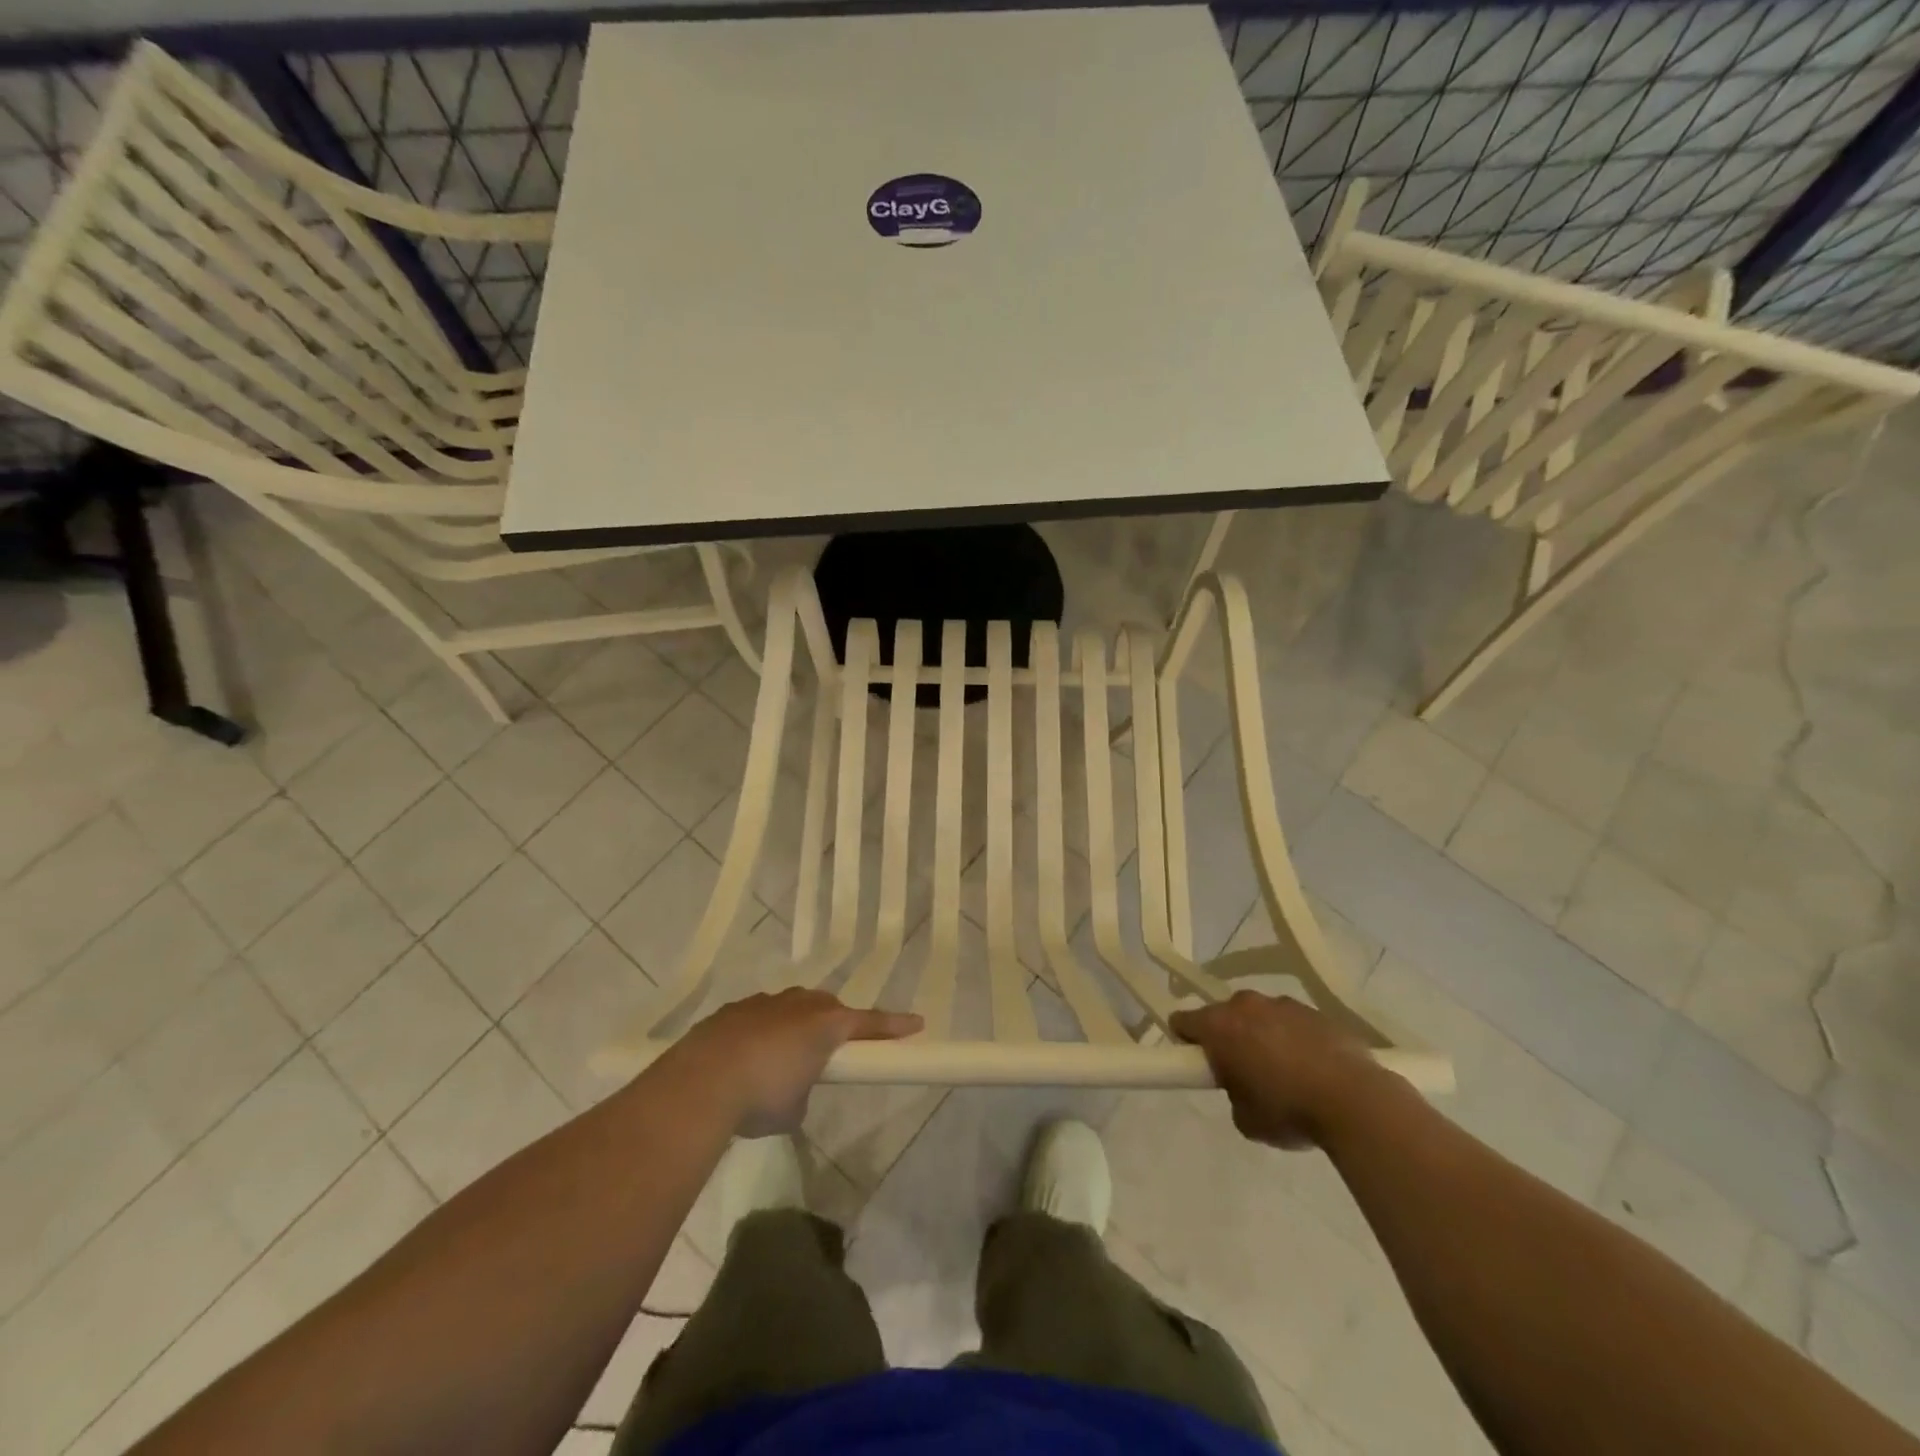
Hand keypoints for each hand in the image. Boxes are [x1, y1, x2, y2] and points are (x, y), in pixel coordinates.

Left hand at [673, 989, 921, 1136]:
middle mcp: (799, 1004)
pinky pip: (760, 1016)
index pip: (870, 1023)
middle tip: (833, 1050)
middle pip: (828, 1008)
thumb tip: (793, 1086)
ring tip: (783, 1058)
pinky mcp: (734, 1010)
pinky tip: (747, 1057)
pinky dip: (762, 1032)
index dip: (894, 1026)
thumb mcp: (795, 1108)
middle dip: (835, 1025)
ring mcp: (764, 1003)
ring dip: (795, 1026)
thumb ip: (805, 1090)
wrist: (701, 1082)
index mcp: (825, 1024)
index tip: (917, 1024)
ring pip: (792, 1007)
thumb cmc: (762, 1096)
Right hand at [1170, 992, 1380, 1149]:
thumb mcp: (1245, 1118)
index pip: (1182, 1020)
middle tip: (1243, 1072)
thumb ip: (1233, 1093)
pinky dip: (1295, 1039)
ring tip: (1285, 1073)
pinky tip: (1314, 1070)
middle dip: (1228, 1037)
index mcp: (1219, 1026)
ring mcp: (1284, 1004)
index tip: (1199, 1062)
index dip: (1186, 1041)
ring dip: (1263, 1036)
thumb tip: (1244, 1085)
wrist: (1355, 1101)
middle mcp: (1246, 1005)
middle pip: (1224, 1015)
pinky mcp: (1317, 1012)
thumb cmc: (1288, 1110)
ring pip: (1261, 1016)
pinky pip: (1293, 1023)